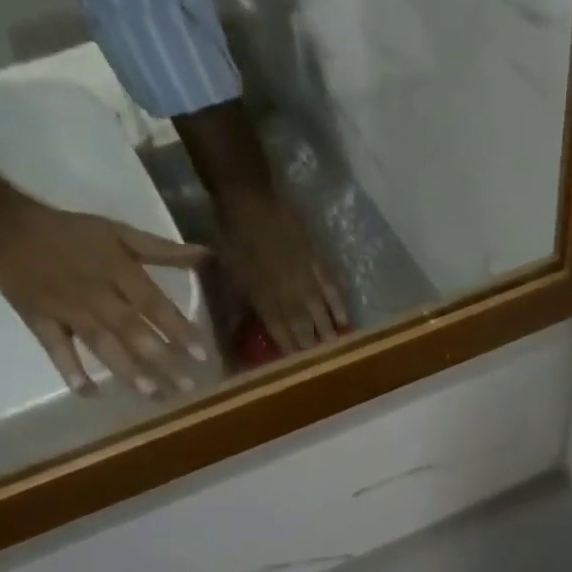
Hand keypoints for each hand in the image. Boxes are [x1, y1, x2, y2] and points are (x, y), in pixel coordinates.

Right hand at [0, 202, 213, 400]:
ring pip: (101, 343)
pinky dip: (70, 370)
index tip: (202, 355)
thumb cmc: (70, 233)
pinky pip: (55, 348)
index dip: (178, 329)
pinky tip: (89, 393)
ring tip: (153, 395)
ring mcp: (67, 309)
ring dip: (127, 371)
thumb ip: (162, 250)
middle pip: (132, 330)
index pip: (154, 304)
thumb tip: (205, 256)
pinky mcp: (40, 320)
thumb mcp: (119, 233)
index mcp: (117, 271)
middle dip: (160, 359)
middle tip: (187, 388)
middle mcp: (96, 293)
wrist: (1, 227)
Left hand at [214, 185, 348, 354]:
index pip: (282, 335)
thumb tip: (232, 339)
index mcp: (265, 302)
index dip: (291, 353)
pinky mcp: (318, 265)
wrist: (249, 201)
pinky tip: (345, 322)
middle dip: (312, 349)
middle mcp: (290, 297)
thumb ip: (235, 310)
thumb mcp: (227, 278)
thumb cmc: (232, 239)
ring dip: (328, 334)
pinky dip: (339, 308)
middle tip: (322, 366)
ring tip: (337, 351)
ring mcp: (307, 282)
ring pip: (320, 315)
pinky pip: (332, 292)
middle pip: (304, 330)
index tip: (299, 370)